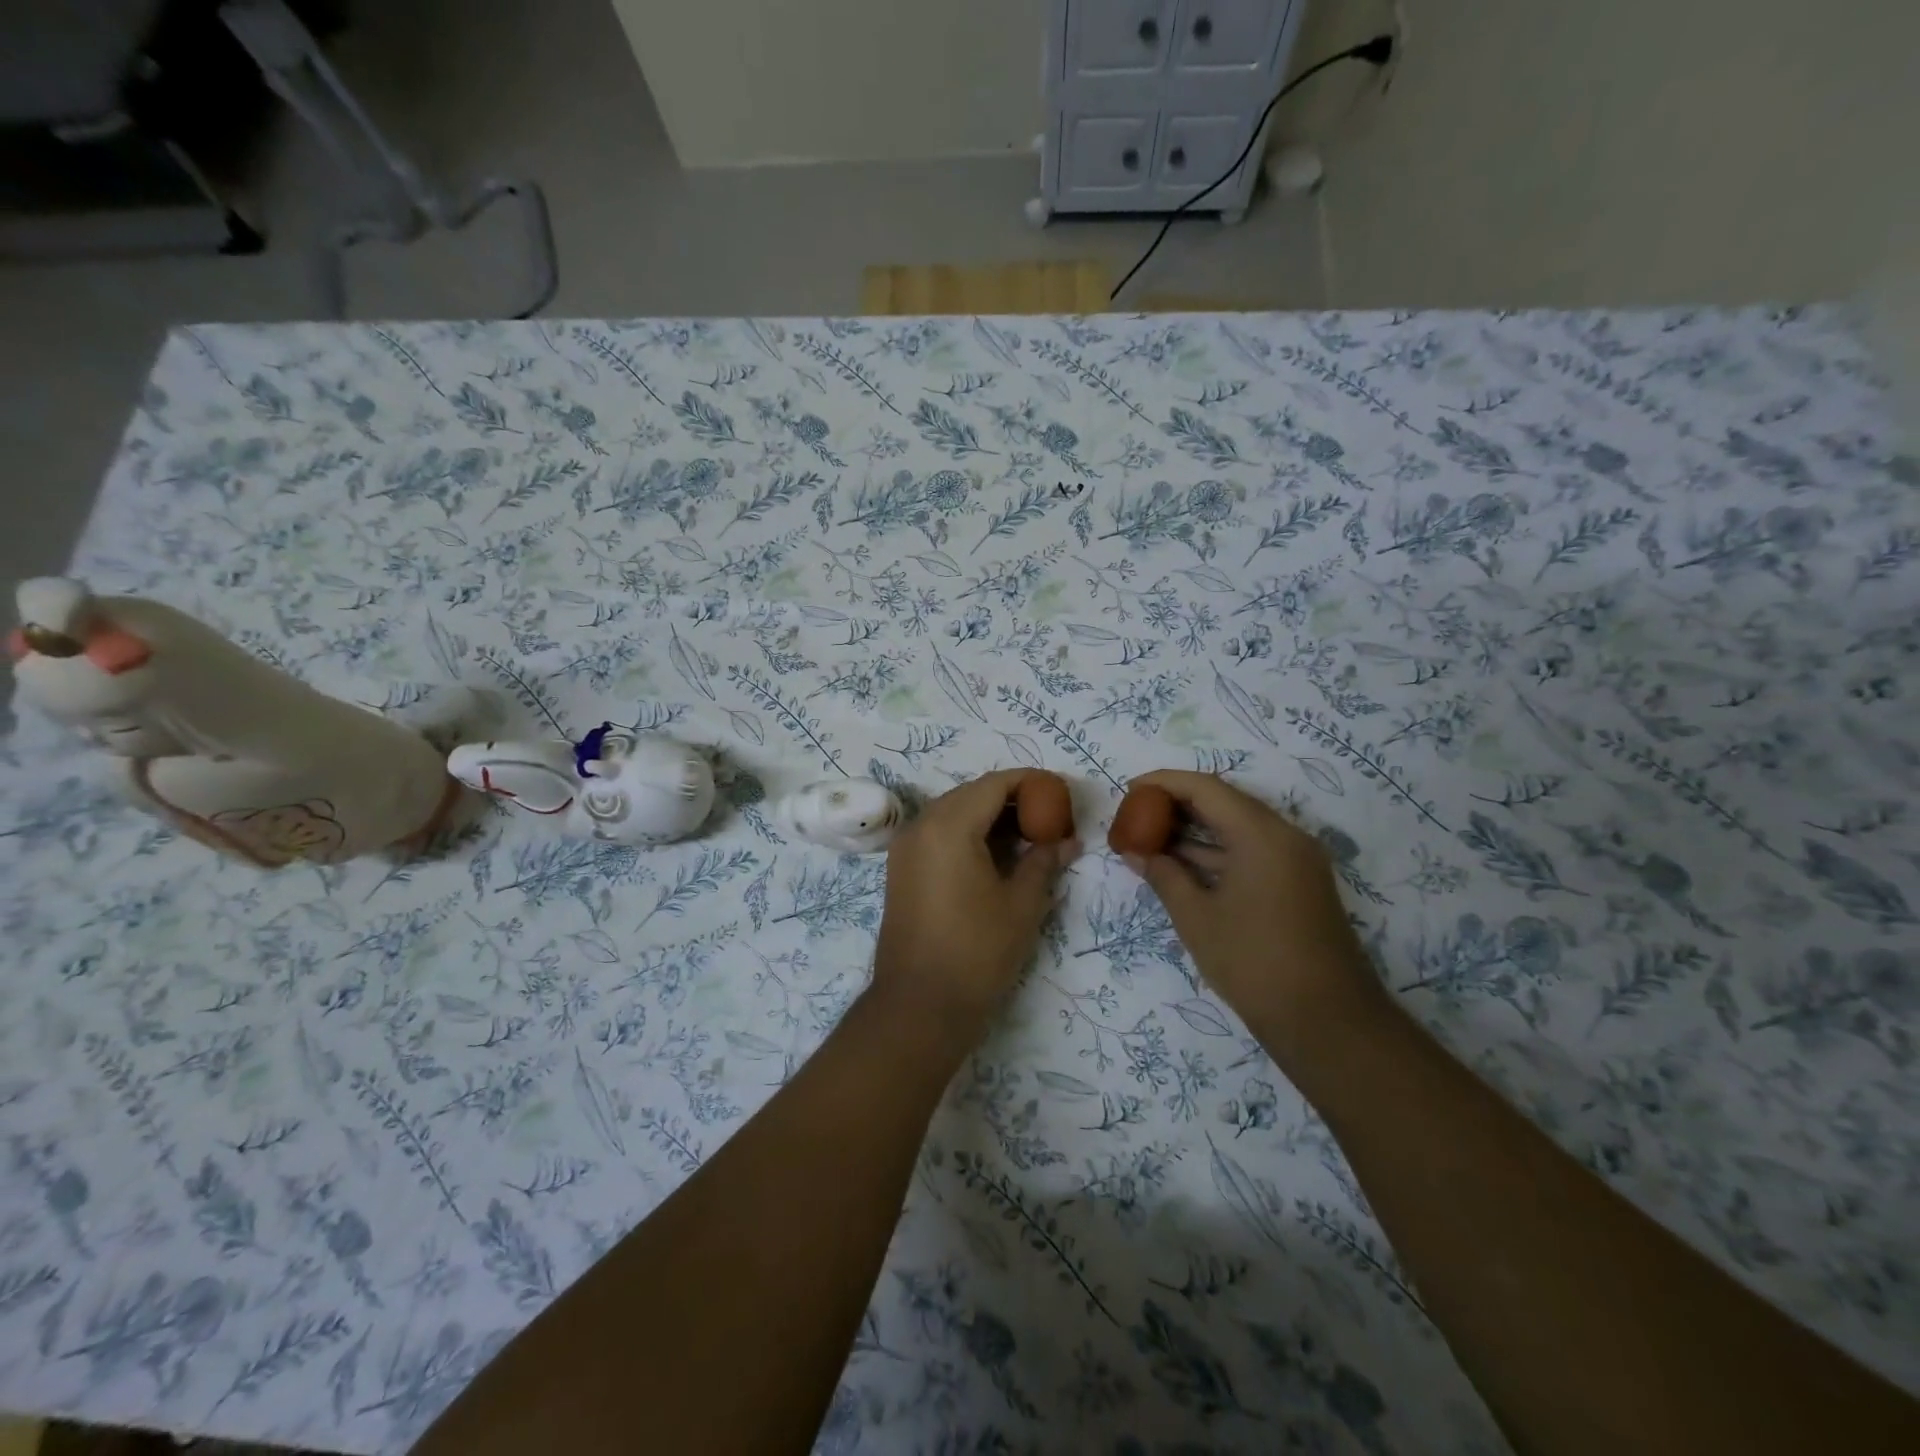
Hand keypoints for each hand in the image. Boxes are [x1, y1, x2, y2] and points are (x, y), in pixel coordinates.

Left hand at [871, 770, 1079, 1035]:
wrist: (920, 1005)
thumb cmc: (977, 951)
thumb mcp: (1022, 904)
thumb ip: (1044, 861)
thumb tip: (1067, 841)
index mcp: (949, 825)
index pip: (994, 784)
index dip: (1030, 783)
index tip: (1060, 793)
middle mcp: (921, 825)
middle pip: (972, 794)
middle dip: (1011, 799)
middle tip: (1049, 817)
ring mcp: (906, 847)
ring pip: (953, 812)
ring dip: (989, 817)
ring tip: (1029, 836)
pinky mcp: (901, 869)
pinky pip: (938, 834)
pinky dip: (968, 833)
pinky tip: (996, 855)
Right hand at [1120, 770, 1384, 1051]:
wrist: (1328, 1022)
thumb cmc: (1254, 963)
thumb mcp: (1197, 918)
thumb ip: (1163, 876)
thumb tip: (1136, 853)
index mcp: (1262, 834)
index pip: (1206, 788)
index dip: (1164, 783)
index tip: (1129, 790)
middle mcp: (1285, 836)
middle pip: (1225, 803)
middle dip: (1178, 805)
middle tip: (1137, 814)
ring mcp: (1297, 861)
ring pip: (1239, 828)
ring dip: (1196, 831)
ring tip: (1150, 838)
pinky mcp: (1299, 884)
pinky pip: (1252, 852)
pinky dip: (1217, 853)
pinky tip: (1182, 865)